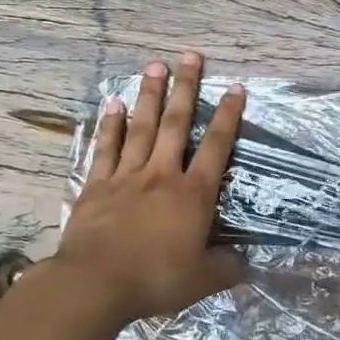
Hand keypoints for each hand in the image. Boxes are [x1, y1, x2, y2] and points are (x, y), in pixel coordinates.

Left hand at [56, 52, 247, 324]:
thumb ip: (225, 267)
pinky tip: (113, 104)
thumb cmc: (154, 279)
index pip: (216, 148)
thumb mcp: (201, 280)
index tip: (235, 88)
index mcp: (192, 195)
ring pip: (142, 128)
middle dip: (186, 89)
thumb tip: (244, 261)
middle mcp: (161, 175)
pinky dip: (110, 126)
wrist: (95, 283)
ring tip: (155, 66)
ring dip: (150, 96)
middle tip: (190, 56)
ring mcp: (126, 177)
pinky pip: (106, 148)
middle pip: (177, 124)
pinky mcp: (97, 186)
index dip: (228, 117)